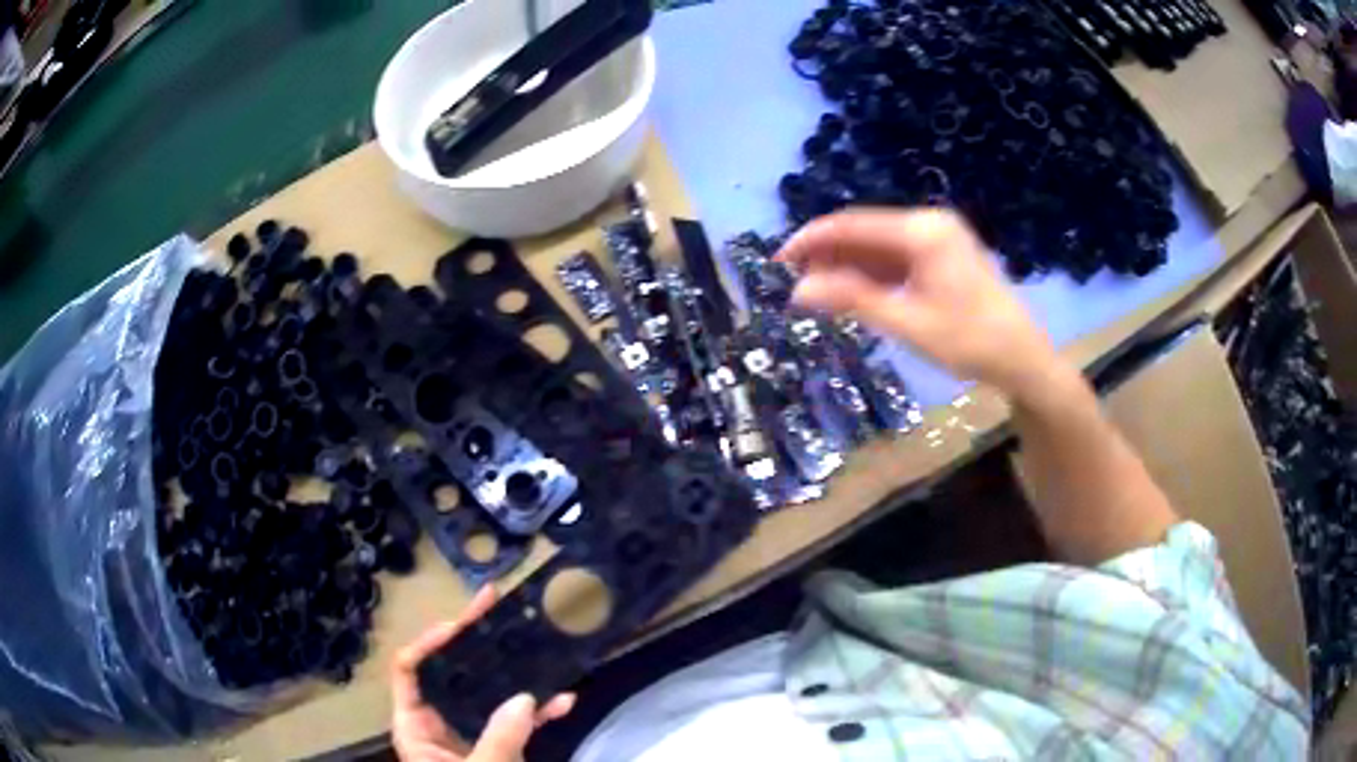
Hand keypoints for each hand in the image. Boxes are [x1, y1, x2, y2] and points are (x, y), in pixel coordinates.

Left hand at [391, 586, 575, 761]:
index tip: (460, 623)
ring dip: (513, 670)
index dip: (428, 642)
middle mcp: (439, 722)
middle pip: (450, 670)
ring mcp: (471, 734)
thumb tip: (527, 697)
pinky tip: (566, 699)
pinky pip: (517, 721)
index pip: (409, 669)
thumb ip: (500, 738)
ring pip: (487, 691)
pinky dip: (540, 711)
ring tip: (532, 637)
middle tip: (493, 605)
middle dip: (474, 640)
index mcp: (416, 726)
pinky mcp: (499, 747)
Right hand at [777, 208, 1065, 402]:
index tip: (778, 261)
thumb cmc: (970, 341)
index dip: (812, 240)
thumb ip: (853, 300)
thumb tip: (799, 291)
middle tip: (796, 284)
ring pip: (879, 244)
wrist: (1022, 358)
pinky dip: (873, 273)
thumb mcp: (908, 323)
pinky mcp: (943, 255)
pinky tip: (853, 291)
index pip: (853, 224)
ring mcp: (938, 237)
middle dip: (828, 255)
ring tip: (819, 292)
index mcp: (922, 231)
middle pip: (865, 230)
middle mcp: (928, 223)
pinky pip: (897, 256)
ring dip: (848, 265)